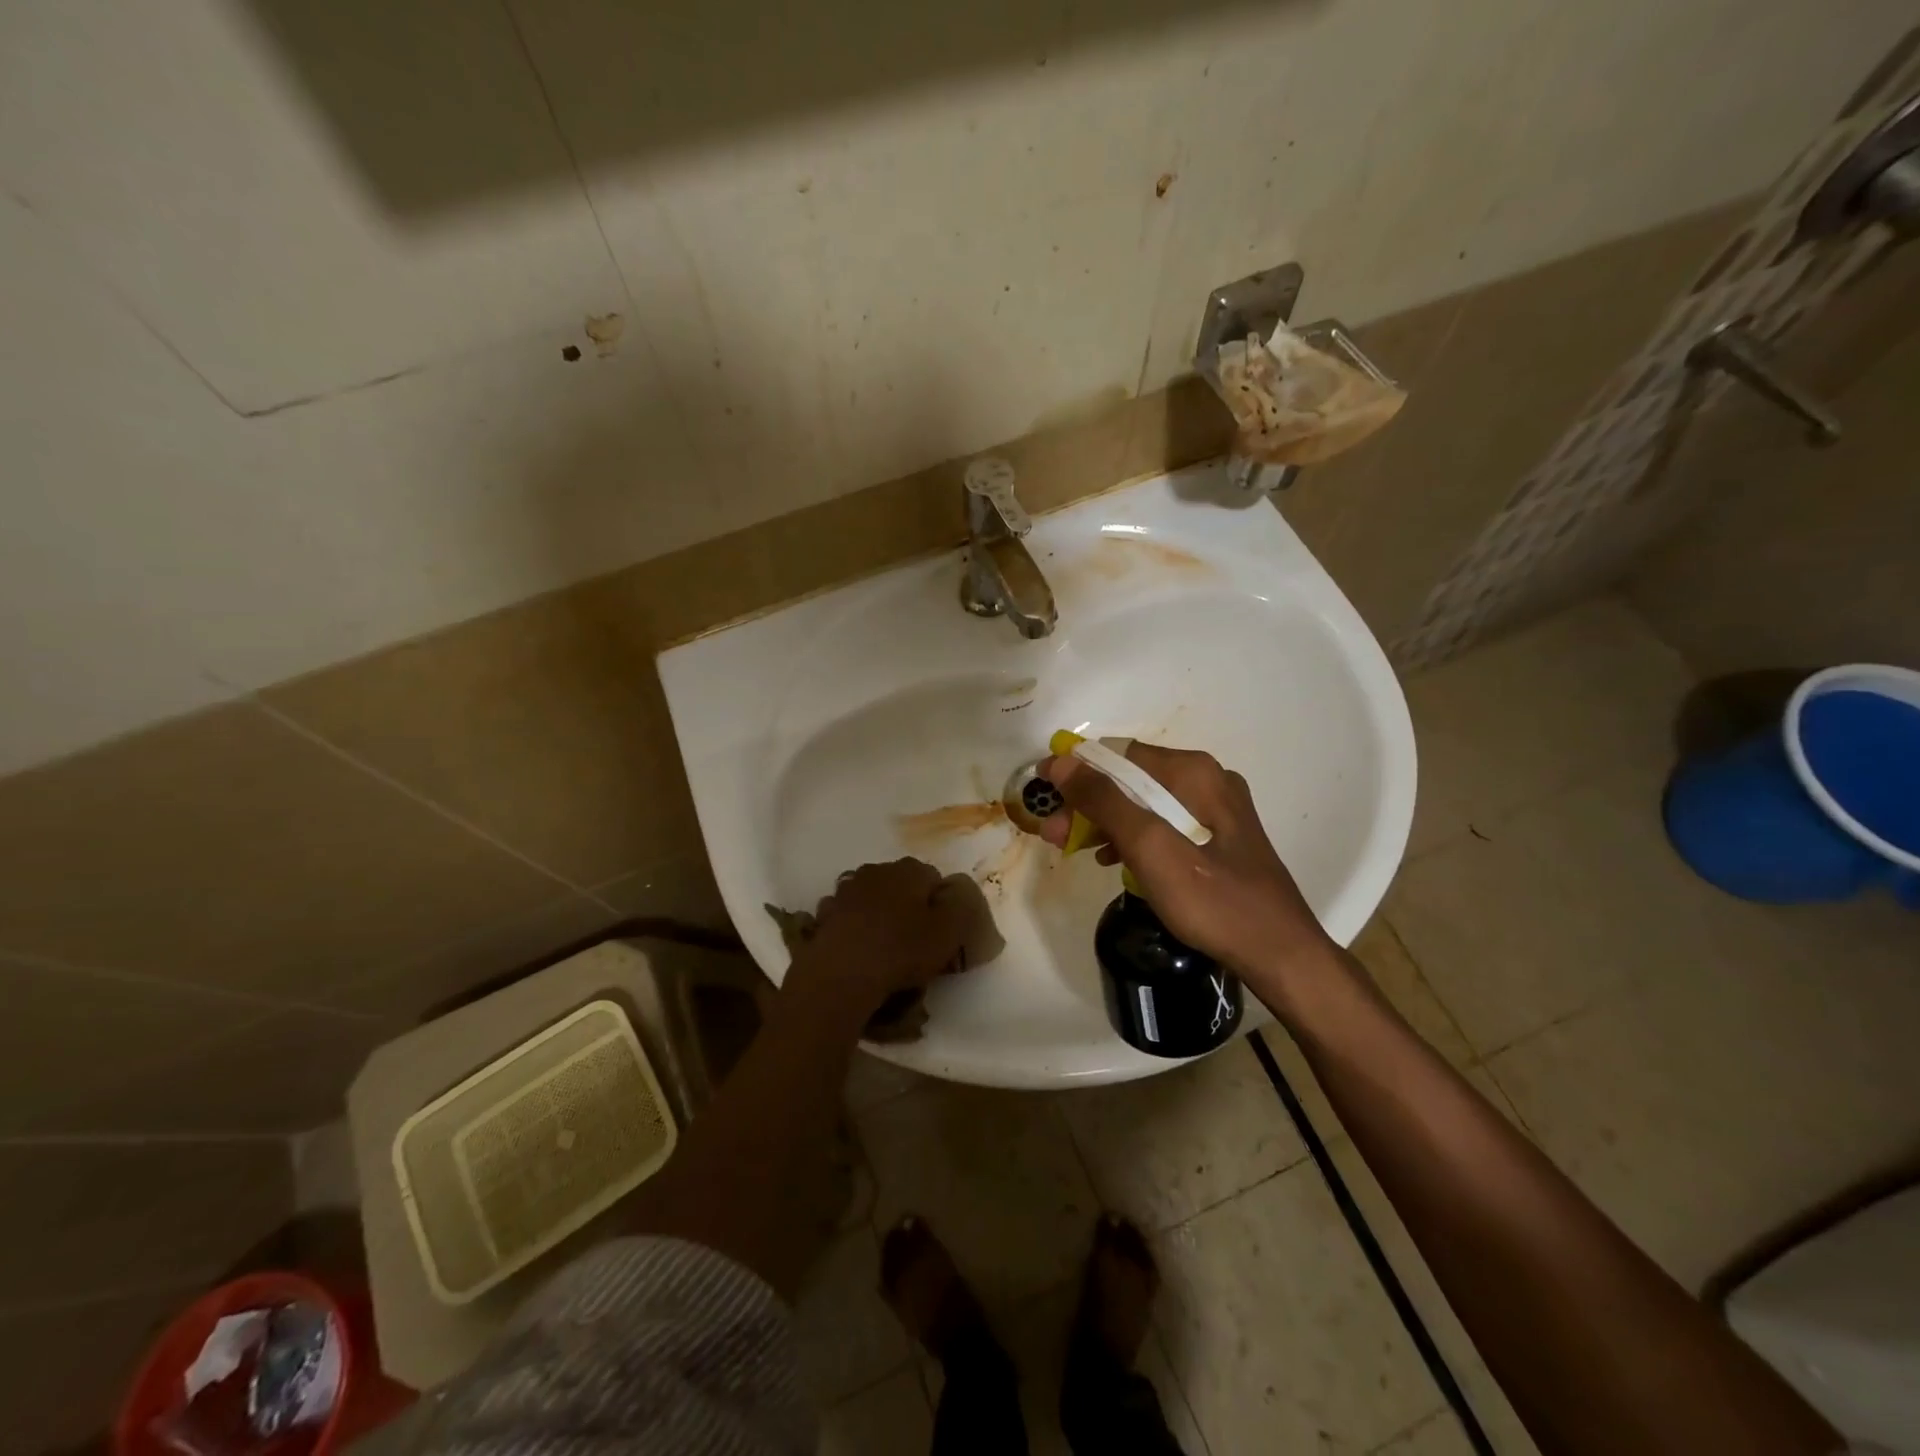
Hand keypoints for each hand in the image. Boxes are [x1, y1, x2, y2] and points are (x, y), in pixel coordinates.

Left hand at [787, 859, 967, 1017]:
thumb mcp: (949, 931)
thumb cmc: (901, 950)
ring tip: (885, 946)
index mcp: (909, 870)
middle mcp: (876, 870)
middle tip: (915, 940)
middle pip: (901, 885)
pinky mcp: (825, 913)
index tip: (941, 932)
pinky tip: (859, 949)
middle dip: (909, 905)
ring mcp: (846, 890)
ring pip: (873, 897)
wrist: (841, 975)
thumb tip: (956, 894)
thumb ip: (961, 906)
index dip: (940, 905)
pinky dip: (855, 926)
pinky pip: (848, 916)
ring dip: (880, 913)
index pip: (934, 879)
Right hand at [1038, 743, 1332, 988]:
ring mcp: (1215, 810)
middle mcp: (1206, 780)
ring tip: (1072, 848)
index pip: (1119, 755)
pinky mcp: (1217, 838)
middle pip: (1130, 780)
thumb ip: (1105, 801)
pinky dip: (1133, 838)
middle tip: (1053, 834)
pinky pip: (1162, 825)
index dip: (1076, 772)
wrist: (1280, 955)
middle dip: (1087, 804)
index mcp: (1193, 773)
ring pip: (1144, 804)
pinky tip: (1113, 860)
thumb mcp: (1151, 848)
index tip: (1043, 795)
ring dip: (1105, 822)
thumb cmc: (1213, 901)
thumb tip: (1061, 762)